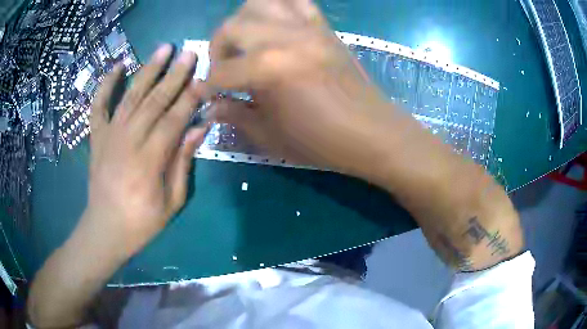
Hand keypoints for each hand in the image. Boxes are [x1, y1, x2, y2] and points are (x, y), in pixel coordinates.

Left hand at [84, 45, 206, 256]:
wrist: (105, 229)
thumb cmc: (141, 222)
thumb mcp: (172, 202)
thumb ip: (183, 162)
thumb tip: (199, 128)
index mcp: (149, 161)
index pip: (174, 119)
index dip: (191, 97)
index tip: (206, 78)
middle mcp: (128, 141)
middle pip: (154, 101)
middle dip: (175, 75)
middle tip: (190, 53)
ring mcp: (109, 136)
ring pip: (131, 96)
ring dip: (148, 70)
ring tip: (164, 49)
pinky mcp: (96, 137)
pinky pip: (98, 105)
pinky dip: (106, 85)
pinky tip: (117, 66)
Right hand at [208, 0, 410, 176]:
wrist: (371, 132)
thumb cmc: (321, 141)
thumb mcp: (271, 136)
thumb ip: (236, 115)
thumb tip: (211, 106)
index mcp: (268, 69)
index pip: (221, 72)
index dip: (207, 86)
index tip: (205, 95)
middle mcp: (284, 38)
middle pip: (232, 27)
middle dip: (217, 48)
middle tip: (222, 69)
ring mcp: (307, 28)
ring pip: (260, 3)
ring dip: (242, 21)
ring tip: (244, 42)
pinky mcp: (324, 27)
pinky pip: (297, 1)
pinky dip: (279, 6)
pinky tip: (273, 24)